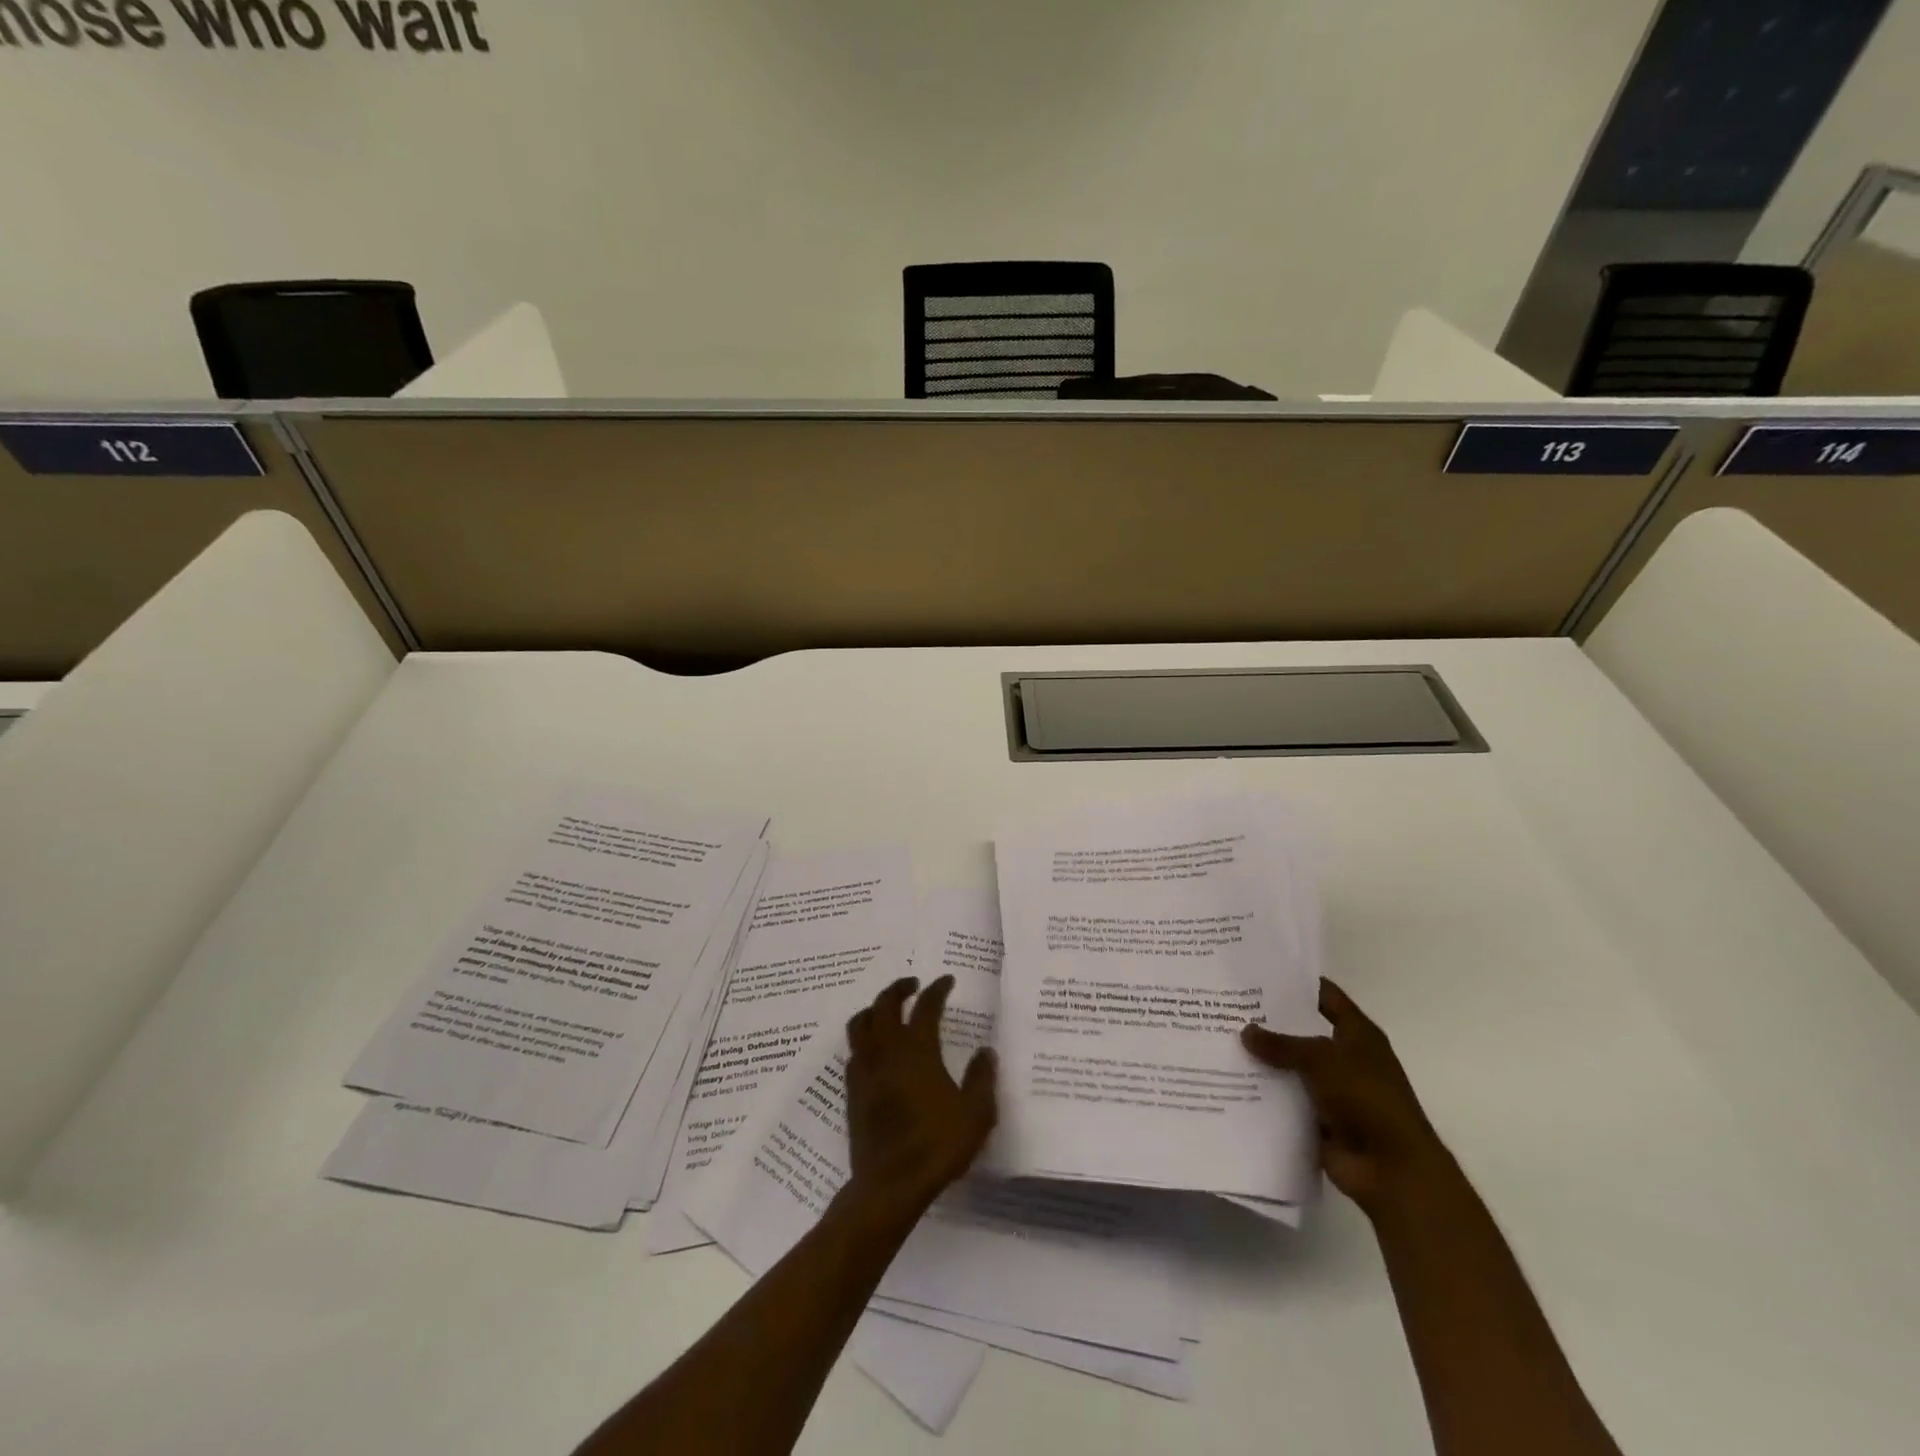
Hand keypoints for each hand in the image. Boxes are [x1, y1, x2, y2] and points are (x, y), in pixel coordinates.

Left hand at [843, 975, 997, 1216]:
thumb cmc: (937, 1145)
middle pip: (885, 1004)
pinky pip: (853, 1051)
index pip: (926, 1006)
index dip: (937, 989)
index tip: (947, 980)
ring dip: (874, 1009)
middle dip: (899, 988)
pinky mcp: (852, 1091)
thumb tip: (986, 1051)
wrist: (890, 1184)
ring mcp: (865, 1070)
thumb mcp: (976, 1113)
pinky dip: (864, 1040)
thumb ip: (982, 1078)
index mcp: (918, 1050)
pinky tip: (875, 1051)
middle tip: (913, 984)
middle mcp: (888, 1050)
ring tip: (887, 1010)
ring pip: (860, 1023)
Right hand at [1242, 978, 1449, 1214]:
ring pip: (1290, 1067)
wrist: (1392, 1170)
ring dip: (1264, 1060)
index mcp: (1357, 1034)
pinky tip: (1231, 1080)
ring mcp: (1331, 1090)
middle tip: (1227, 1005)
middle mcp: (1345, 1057)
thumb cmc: (1367, 1099)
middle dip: (1269, 1022)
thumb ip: (1282, 1044)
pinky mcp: (1318, 1119)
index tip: (1258, 972)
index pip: (1324, 996)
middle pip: (1302, 1031)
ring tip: (1220, 1040)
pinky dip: (1264, 1093)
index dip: (1296, 983)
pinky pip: (1285, 1099)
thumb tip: (1245, 1031)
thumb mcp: (1322, 1060)